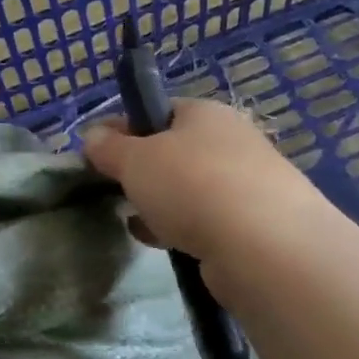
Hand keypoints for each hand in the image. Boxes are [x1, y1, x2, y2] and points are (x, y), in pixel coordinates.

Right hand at [82, 99, 326, 264]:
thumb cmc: (192, 185)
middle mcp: (232, 141)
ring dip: (160, 203)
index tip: (95, 153)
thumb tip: (92, 136)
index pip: (158, 111)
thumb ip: (108, 147)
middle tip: (117, 190)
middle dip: (142, 171)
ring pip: (189, 188)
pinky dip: (182, 228)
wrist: (266, 248)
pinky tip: (162, 242)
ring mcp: (249, 184)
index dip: (123, 129)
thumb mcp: (135, 160)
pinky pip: (206, 220)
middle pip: (173, 151)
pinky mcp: (256, 225)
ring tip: (136, 221)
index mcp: (205, 113)